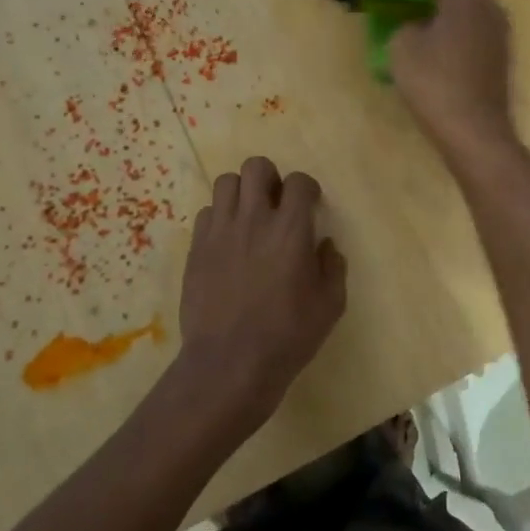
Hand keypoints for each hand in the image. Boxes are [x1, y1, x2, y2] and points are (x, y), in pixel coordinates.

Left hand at [177, 156, 347, 431]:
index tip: (310, 206)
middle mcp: (254, 219)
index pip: (299, 182)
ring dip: (241, 193)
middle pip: (256, 166)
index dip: (308, 189)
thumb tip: (325, 245)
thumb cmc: (288, 336)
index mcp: (291, 229)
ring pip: (226, 182)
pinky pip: (206, 213)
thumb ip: (333, 267)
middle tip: (276, 205)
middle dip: (270, 178)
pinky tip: (227, 242)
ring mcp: (220, 231)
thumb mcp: (330, 305)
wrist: (229, 364)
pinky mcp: (196, 248)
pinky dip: (219, 218)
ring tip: (249, 217)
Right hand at [388, 0, 517, 161]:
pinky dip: (452, 7)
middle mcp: (487, 0)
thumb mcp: (402, 47)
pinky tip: (435, 20)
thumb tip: (415, 24)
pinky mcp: (498, 48)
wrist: (475, 131)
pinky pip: (473, 13)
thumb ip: (404, 23)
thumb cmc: (436, 84)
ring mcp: (497, 25)